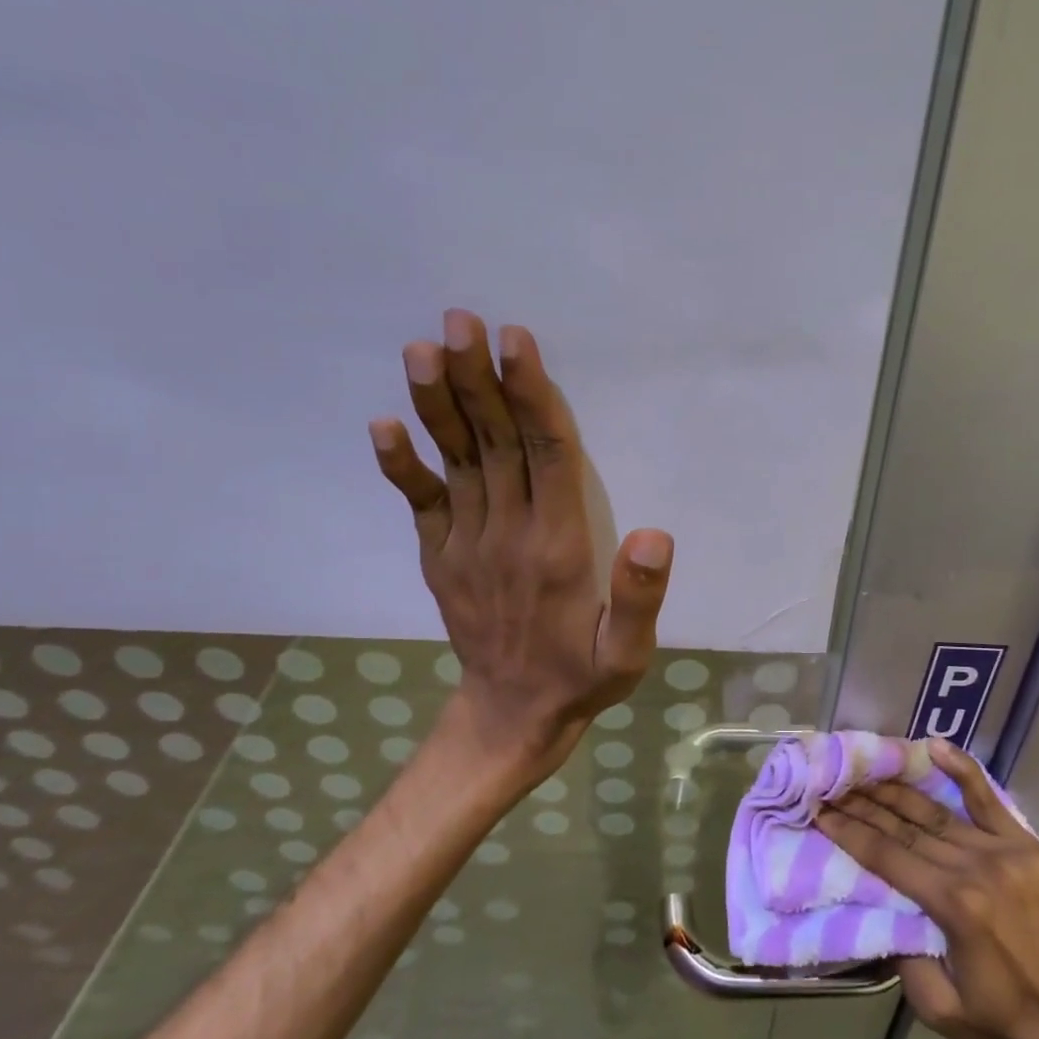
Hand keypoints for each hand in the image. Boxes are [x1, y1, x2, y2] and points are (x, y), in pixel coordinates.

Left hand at [369, 309, 673, 783]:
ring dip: (438, 405)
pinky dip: (401, 465)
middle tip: (459, 320)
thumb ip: (641, 598)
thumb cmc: (582, 677)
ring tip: (423, 350)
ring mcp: (466, 545)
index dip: (532, 396)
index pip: (546, 457)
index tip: (515, 342)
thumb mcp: (628, 654)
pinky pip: (420, 504)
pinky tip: (383, 424)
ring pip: (456, 463)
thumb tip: (655, 535)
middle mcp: (507, 536)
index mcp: (557, 548)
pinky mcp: (441, 558)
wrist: (510, 717)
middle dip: (477, 380)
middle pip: (494, 444)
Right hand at [814, 740, 1038, 1038]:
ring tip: (864, 769)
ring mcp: (1003, 850)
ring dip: (895, 789)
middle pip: (905, 826)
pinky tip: (934, 746)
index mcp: (954, 905)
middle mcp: (976, 866)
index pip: (887, 856)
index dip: (849, 832)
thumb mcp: (937, 1007)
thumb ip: (902, 955)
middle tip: (831, 784)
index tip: (820, 811)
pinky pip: (988, 799)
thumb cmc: (1001, 1021)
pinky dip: (962, 769)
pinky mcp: (1026, 845)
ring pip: (936, 810)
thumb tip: (880, 905)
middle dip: (862, 804)